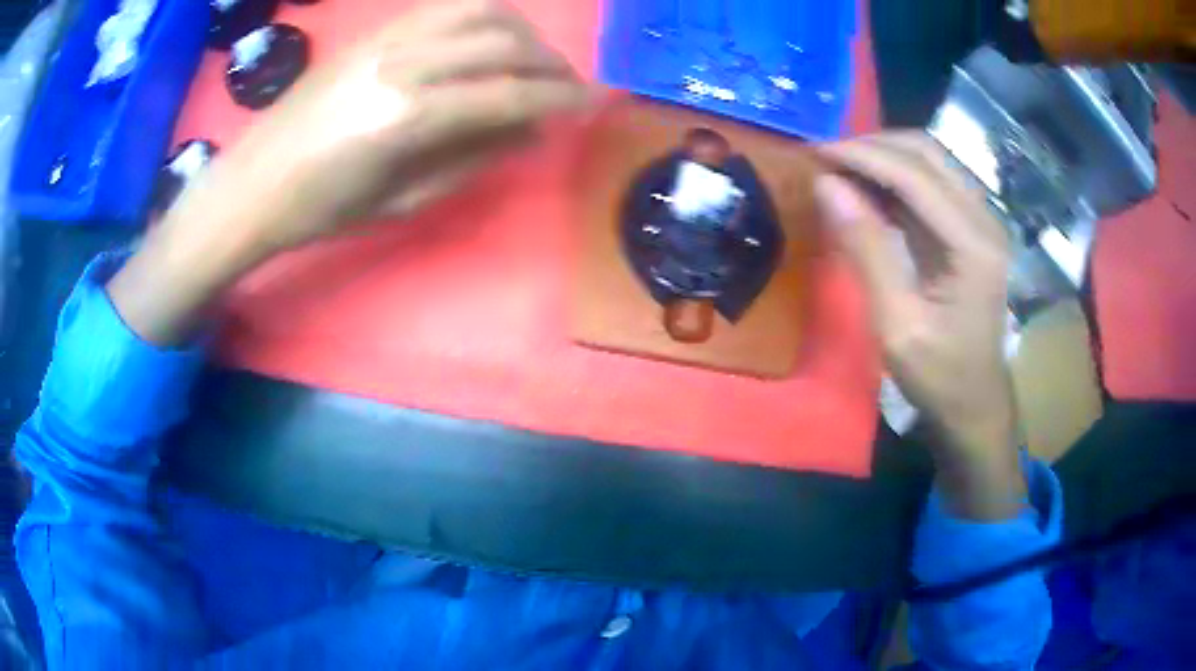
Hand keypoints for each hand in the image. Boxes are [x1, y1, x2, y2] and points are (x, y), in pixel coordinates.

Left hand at [108, 0, 588, 345]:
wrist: (253, 183)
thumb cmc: (321, 209)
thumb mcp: (403, 200)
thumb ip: (474, 157)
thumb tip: (531, 130)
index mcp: (409, 117)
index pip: (509, 94)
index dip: (560, 97)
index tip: (593, 102)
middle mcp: (404, 63)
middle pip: (503, 43)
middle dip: (549, 62)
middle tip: (567, 84)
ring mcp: (386, 39)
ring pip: (478, 12)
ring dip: (520, 30)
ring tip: (533, 57)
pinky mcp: (373, 32)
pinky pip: (443, 8)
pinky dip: (481, 16)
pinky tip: (490, 37)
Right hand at [814, 132, 1024, 519]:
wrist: (976, 404)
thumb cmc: (940, 376)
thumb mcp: (897, 325)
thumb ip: (866, 250)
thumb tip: (827, 187)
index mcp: (973, 244)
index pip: (914, 175)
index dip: (862, 156)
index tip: (814, 153)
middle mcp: (984, 219)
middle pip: (927, 152)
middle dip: (872, 146)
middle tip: (825, 159)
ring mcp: (981, 221)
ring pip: (930, 160)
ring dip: (883, 157)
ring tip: (840, 170)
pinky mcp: (971, 230)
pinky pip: (931, 184)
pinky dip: (895, 178)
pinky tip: (867, 191)